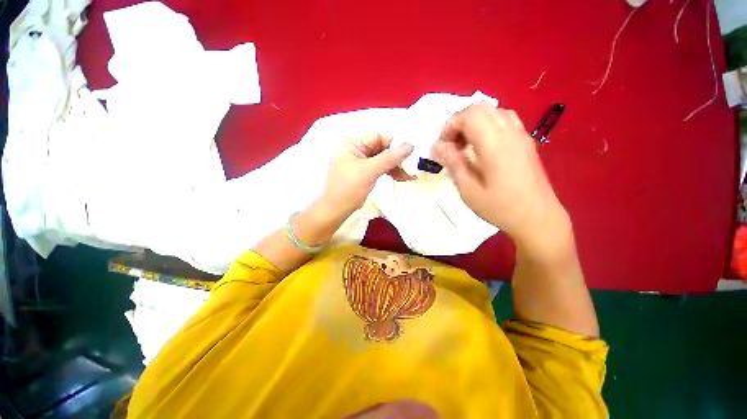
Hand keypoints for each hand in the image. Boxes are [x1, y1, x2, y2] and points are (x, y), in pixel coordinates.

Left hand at [321, 133, 413, 216]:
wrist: (336, 210)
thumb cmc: (349, 188)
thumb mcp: (369, 171)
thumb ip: (389, 157)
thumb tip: (410, 145)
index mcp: (353, 143)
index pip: (379, 136)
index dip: (395, 143)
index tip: (410, 153)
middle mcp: (357, 148)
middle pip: (382, 147)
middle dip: (397, 158)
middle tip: (412, 167)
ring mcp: (361, 161)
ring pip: (383, 158)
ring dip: (396, 166)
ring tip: (409, 176)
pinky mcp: (364, 171)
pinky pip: (380, 167)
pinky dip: (390, 172)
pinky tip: (401, 178)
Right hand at [433, 104, 569, 251]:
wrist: (538, 218)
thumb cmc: (499, 207)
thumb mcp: (468, 189)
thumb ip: (453, 162)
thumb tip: (438, 146)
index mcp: (494, 143)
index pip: (469, 115)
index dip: (450, 126)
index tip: (442, 147)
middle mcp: (509, 132)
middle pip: (480, 108)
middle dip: (459, 122)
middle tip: (451, 145)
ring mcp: (521, 135)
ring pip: (493, 111)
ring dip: (473, 123)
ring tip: (465, 145)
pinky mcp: (526, 141)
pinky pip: (504, 120)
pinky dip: (487, 126)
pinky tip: (482, 147)